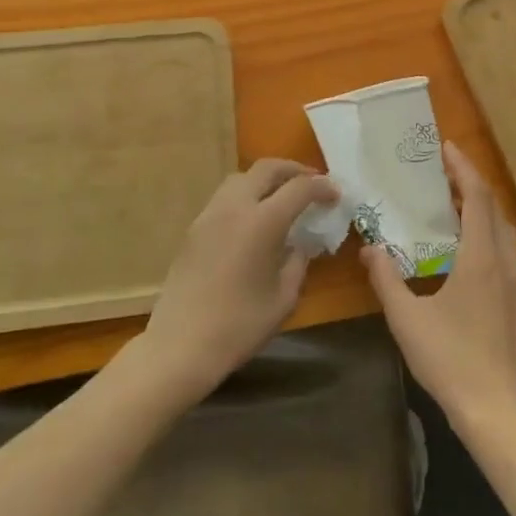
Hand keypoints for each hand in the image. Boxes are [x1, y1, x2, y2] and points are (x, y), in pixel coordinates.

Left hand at [139, 160, 337, 403]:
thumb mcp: (284, 298)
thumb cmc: (239, 327)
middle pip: (267, 168)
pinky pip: (226, 197)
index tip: (336, 195)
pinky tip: (255, 219)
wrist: (179, 346)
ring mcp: (210, 214)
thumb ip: (298, 262)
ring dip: (267, 179)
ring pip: (242, 177)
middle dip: (294, 170)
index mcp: (262, 222)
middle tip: (312, 183)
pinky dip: (247, 195)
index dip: (322, 187)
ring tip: (283, 197)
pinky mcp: (194, 228)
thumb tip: (300, 244)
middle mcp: (235, 207)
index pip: (299, 188)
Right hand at [363, 143, 515, 438]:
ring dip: (481, 211)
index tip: (446, 148)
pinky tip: (466, 254)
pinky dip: (487, 236)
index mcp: (481, 257)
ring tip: (452, 208)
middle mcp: (505, 262)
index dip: (463, 168)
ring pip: (503, 232)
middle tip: (442, 175)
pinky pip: (506, 253)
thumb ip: (386, 279)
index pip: (477, 197)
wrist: (498, 413)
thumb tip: (369, 248)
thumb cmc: (451, 360)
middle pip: (494, 209)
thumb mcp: (407, 319)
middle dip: (471, 185)